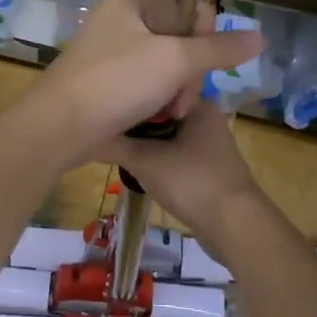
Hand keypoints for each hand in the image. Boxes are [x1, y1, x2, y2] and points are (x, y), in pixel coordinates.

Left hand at [26, 0, 262, 162]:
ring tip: (170, 113)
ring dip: (177, 90)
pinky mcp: (108, 79)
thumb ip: (219, 48)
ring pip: (168, 64)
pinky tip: (159, 118)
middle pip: (181, 36)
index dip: (201, 34)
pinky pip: (148, 82)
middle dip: (189, 71)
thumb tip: (261, 36)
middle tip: (180, 97)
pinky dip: (158, 100)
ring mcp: (113, 49)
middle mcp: (121, 15)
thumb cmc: (116, 81)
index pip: (188, 4)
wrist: (60, 127)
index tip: (195, 60)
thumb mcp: (175, 60)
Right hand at [97, 104, 263, 237]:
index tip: (102, 109)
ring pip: (166, 137)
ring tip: (112, 148)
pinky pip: (174, 155)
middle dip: (132, 125)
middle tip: (102, 131)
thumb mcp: (146, 161)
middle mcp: (206, 119)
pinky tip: (136, 168)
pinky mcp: (207, 168)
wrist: (234, 225)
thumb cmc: (191, 181)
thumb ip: (114, 145)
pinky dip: (156, 159)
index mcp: (198, 105)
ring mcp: (208, 145)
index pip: (155, 91)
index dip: (127, 99)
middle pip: (159, 115)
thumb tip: (83, 136)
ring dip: (143, 144)